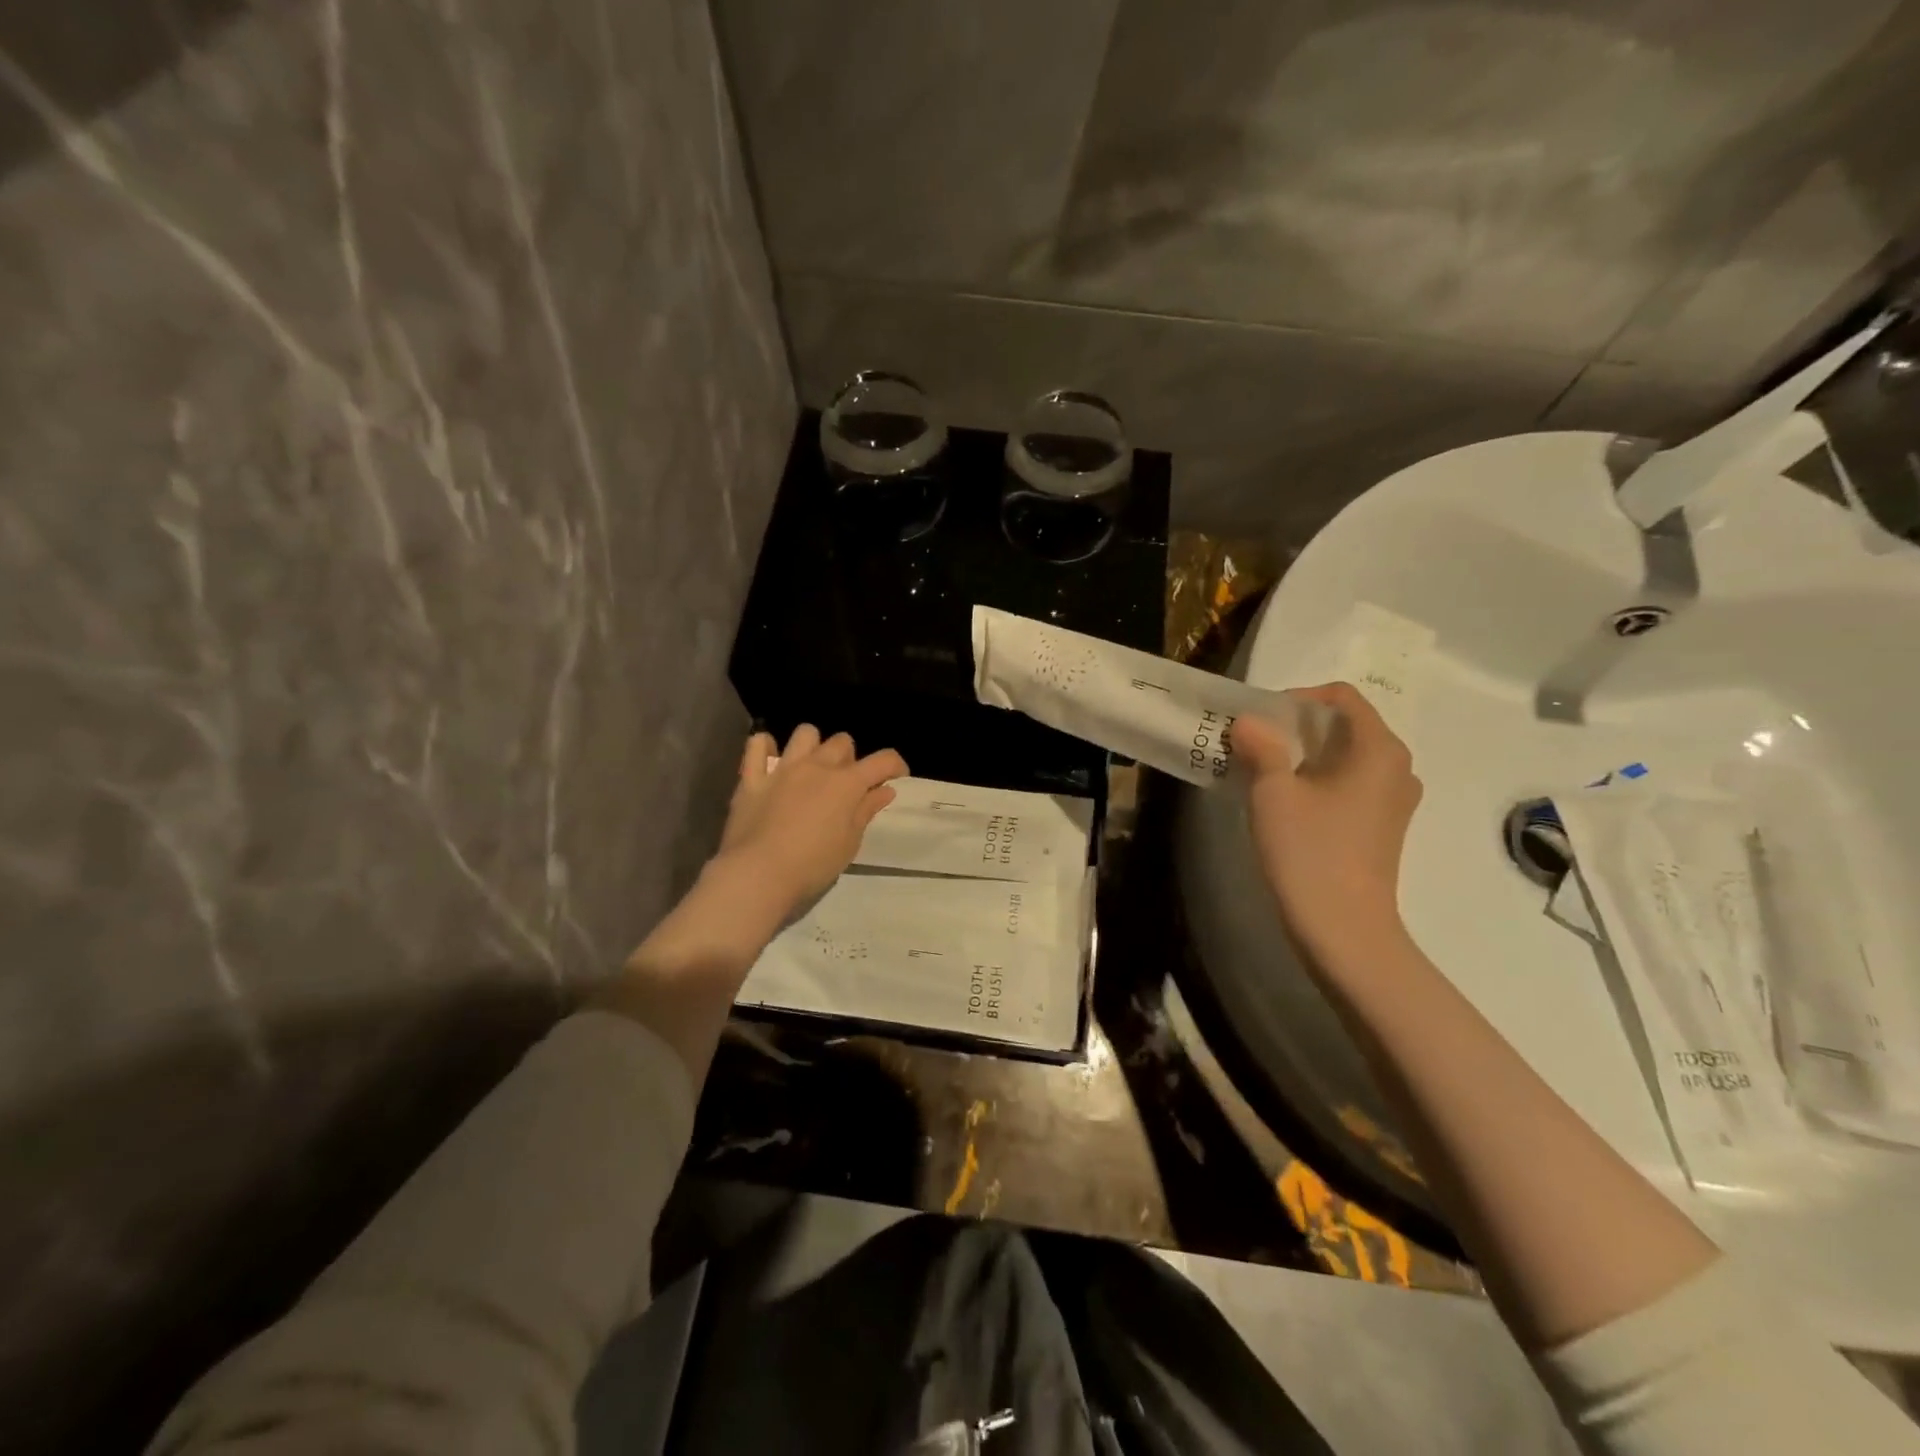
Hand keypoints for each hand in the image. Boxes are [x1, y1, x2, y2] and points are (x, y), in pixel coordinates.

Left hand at [712, 725, 907, 927]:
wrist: (758, 874)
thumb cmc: (813, 865)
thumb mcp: (849, 842)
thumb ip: (866, 810)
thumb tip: (885, 789)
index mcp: (846, 784)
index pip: (882, 760)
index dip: (895, 765)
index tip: (897, 776)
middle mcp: (817, 767)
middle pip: (842, 742)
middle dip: (850, 758)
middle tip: (846, 783)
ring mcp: (782, 769)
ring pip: (805, 734)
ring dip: (814, 746)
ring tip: (811, 768)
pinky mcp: (752, 778)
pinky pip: (757, 745)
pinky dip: (766, 747)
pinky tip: (771, 760)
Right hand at [1230, 683, 1421, 969]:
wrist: (1343, 929)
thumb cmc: (1310, 851)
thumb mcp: (1273, 792)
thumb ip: (1262, 746)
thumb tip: (1250, 722)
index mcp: (1379, 749)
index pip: (1343, 696)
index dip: (1298, 698)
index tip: (1260, 721)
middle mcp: (1397, 767)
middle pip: (1345, 725)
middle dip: (1296, 727)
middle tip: (1253, 744)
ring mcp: (1394, 800)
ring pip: (1345, 757)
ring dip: (1304, 755)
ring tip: (1263, 771)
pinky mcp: (1383, 826)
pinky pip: (1349, 784)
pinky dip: (1317, 780)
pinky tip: (1286, 803)